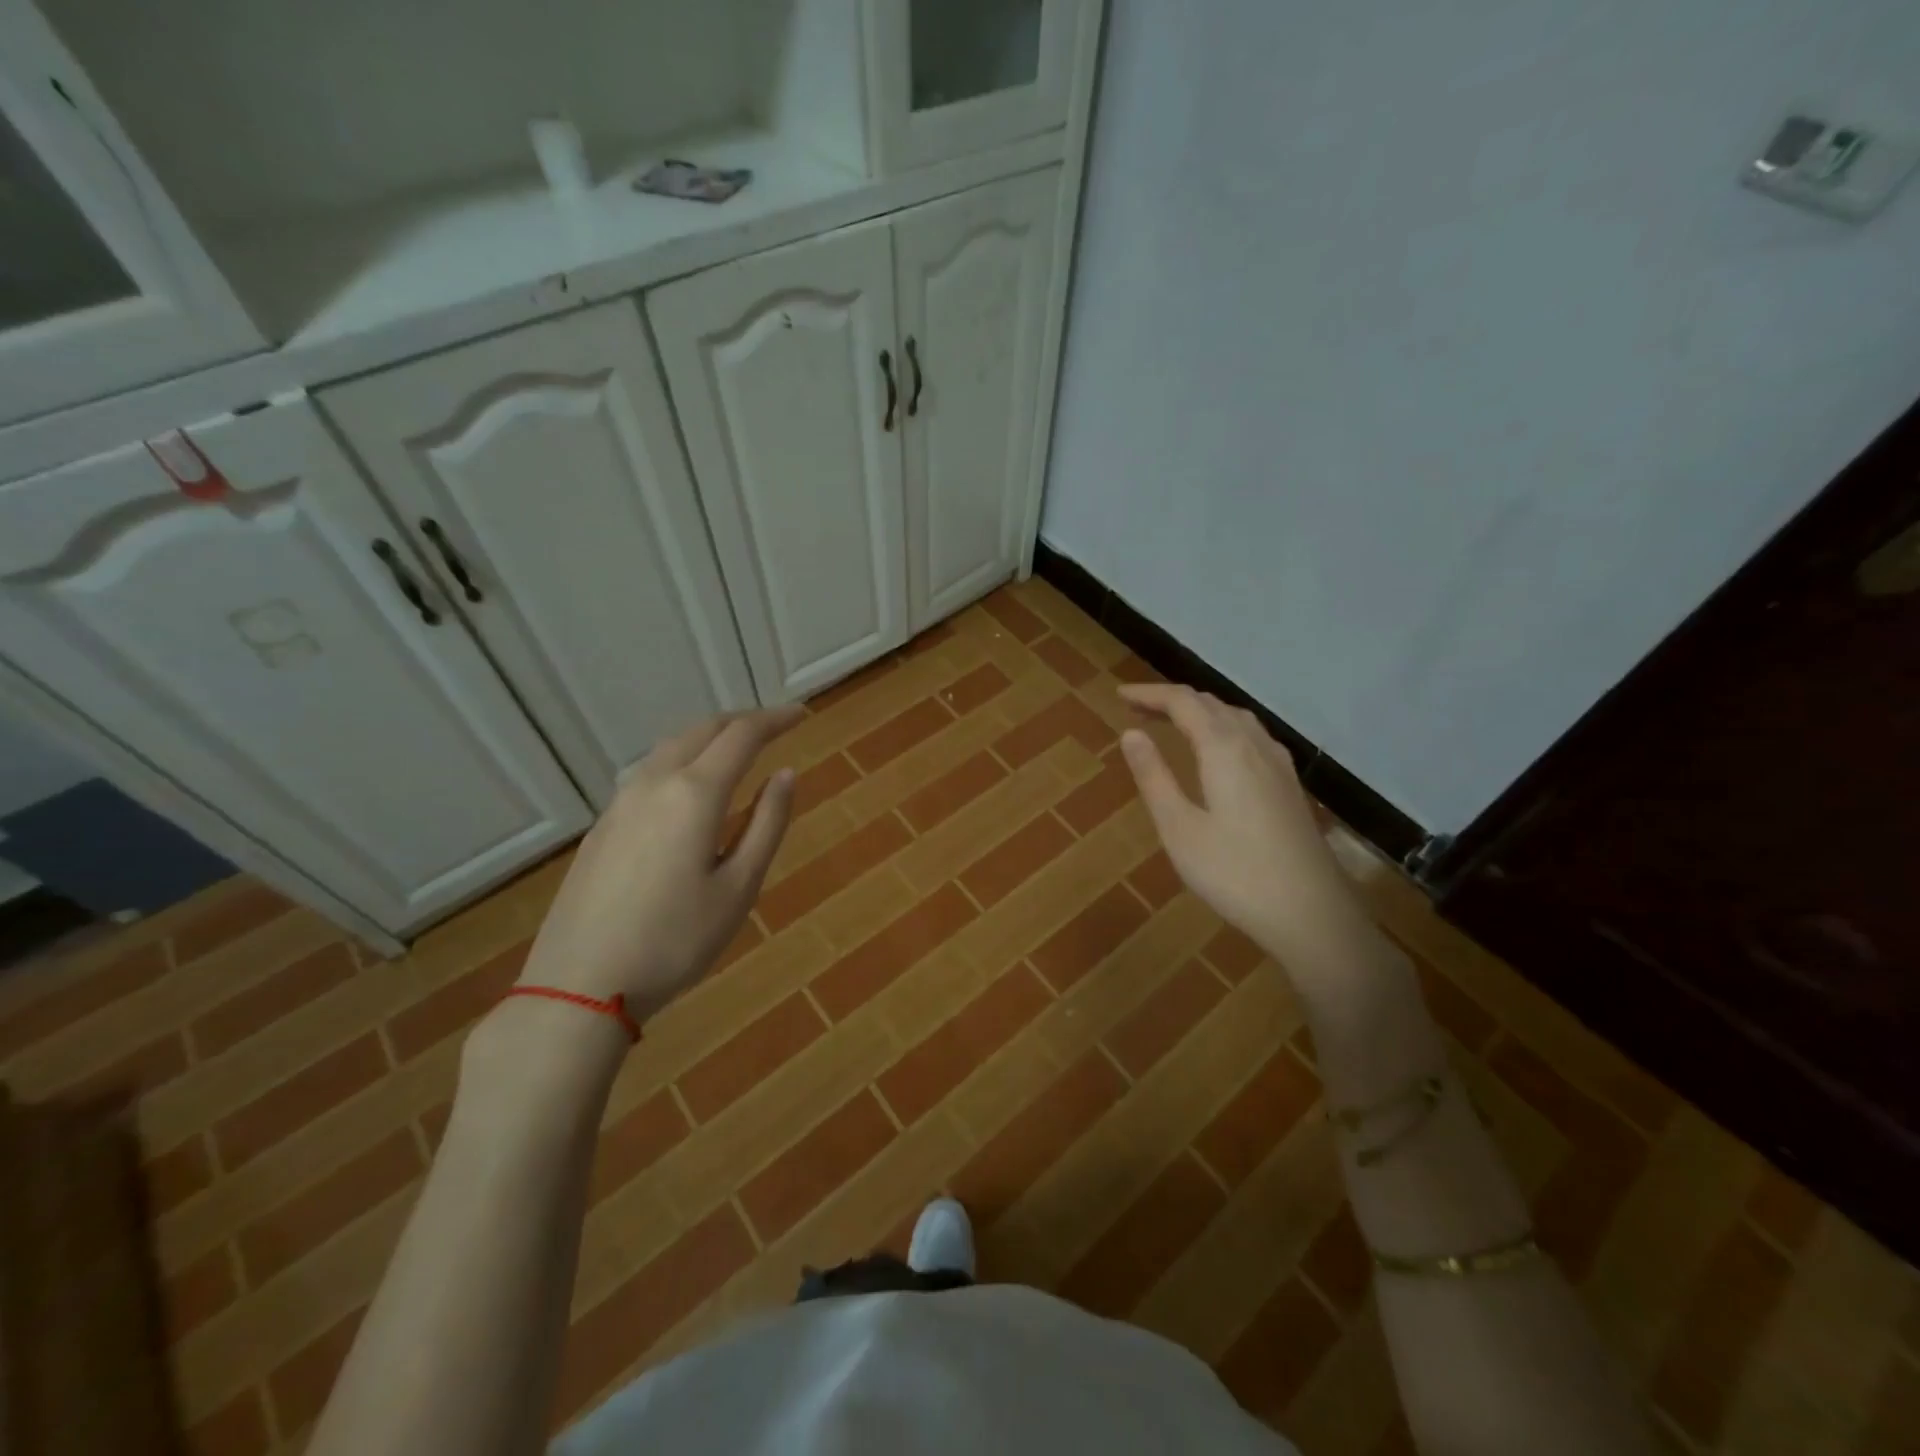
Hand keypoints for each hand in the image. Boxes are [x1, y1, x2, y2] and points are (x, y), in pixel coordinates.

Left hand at [518, 707, 800, 1020]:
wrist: (580, 985)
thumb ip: (767, 823)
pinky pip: (650, 771)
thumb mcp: (738, 887)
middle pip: (702, 730)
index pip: (742, 735)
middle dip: (742, 720)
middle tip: (775, 727)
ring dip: (710, 737)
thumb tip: (786, 774)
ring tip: (738, 750)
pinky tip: (691, 787)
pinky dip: (683, 759)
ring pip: (671, 747)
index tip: (802, 715)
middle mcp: (654, 783)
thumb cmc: (675, 941)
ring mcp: (621, 803)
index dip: (775, 720)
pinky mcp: (602, 825)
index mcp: (694, 794)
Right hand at [1117, 684, 1364, 962]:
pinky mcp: (1289, 785)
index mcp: (1224, 749)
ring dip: (1200, 711)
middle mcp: (1254, 745)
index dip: (1150, 694)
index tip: (1120, 695)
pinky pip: (1252, 736)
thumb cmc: (1235, 873)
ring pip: (1236, 718)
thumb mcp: (1179, 828)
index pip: (1183, 703)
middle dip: (1172, 700)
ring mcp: (1278, 765)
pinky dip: (1223, 727)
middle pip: (1211, 704)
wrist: (1311, 913)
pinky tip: (1220, 750)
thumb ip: (1154, 777)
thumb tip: (1130, 733)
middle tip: (1137, 708)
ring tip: (1171, 722)